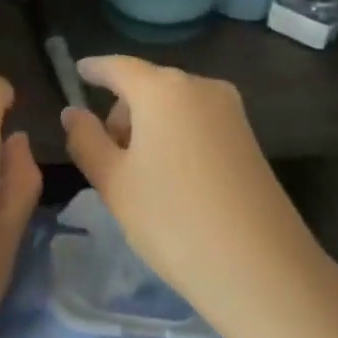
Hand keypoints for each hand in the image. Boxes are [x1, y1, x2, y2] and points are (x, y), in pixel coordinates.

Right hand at [60, 57, 329, 337]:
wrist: (263, 270)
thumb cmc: (174, 220)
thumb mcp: (114, 183)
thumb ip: (86, 140)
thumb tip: (73, 112)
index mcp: (162, 89)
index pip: (118, 66)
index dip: (94, 69)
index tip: (78, 71)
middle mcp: (199, 86)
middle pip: (147, 86)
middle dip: (122, 111)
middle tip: (106, 158)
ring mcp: (230, 111)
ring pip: (174, 105)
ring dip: (150, 127)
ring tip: (140, 178)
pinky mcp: (248, 137)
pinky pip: (197, 122)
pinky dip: (176, 137)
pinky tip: (172, 181)